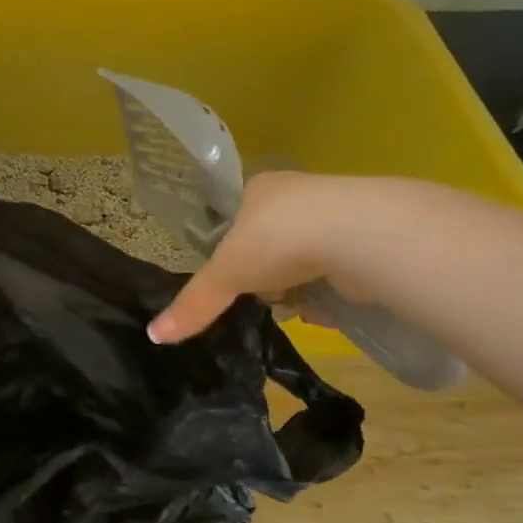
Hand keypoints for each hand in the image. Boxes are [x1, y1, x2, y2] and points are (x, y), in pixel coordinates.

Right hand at [148, 171, 368, 343]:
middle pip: (272, 240)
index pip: (237, 217)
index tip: (234, 277)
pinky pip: (338, 271)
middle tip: (260, 297)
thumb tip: (153, 335)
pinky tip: (324, 311)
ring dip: (299, 286)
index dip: (232, 249)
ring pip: (305, 257)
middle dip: (267, 273)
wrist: (359, 235)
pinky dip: (329, 292)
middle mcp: (297, 195)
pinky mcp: (368, 239)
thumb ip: (195, 303)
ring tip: (294, 309)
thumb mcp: (226, 274)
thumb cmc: (278, 240)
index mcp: (259, 188)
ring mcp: (336, 214)